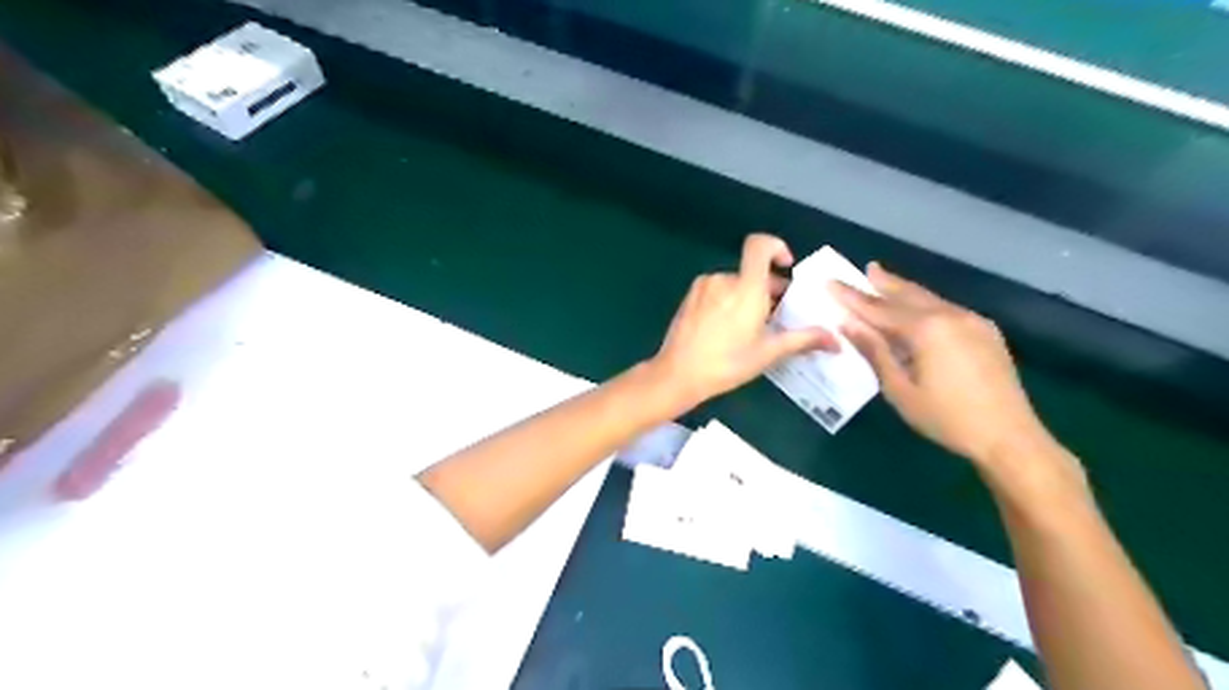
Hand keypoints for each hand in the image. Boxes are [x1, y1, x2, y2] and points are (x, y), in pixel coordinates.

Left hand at [652, 234, 834, 405]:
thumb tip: (836, 341)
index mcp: (745, 287)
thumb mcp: (768, 352)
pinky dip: (729, 302)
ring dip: (748, 297)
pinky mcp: (689, 297)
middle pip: (752, 271)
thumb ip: (803, 340)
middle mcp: (723, 279)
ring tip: (753, 328)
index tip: (786, 266)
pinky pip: (717, 291)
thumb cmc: (727, 363)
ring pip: (734, 283)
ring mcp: (703, 287)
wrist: (678, 374)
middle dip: (769, 289)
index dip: (776, 247)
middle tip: (778, 317)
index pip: (760, 245)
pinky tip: (729, 330)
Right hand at [826, 262, 1046, 465]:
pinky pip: (946, 309)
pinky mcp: (985, 332)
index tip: (830, 282)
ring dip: (904, 291)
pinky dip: (925, 304)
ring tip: (885, 280)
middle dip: (884, 283)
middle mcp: (950, 316)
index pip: (879, 309)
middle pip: (908, 294)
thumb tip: (849, 324)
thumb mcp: (899, 389)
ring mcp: (972, 321)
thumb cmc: (946, 418)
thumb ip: (875, 352)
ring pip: (929, 299)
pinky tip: (918, 308)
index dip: (852, 297)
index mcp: (926, 329)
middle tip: (865, 269)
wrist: (1009, 437)